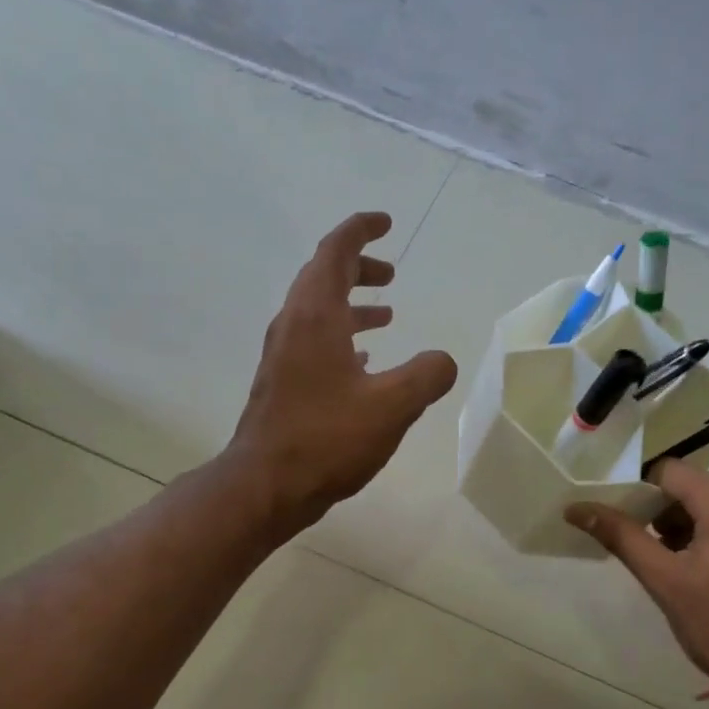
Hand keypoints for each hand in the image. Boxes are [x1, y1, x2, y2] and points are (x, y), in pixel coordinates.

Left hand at [230, 212, 456, 530]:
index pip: (335, 251)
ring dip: (351, 305)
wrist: (264, 485)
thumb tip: (443, 360)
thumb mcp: (392, 406)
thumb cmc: (327, 439)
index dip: (361, 230)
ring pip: (318, 312)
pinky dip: (340, 338)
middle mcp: (293, 325)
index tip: (385, 223)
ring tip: (385, 316)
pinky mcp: (281, 382)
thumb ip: (427, 375)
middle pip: (323, 276)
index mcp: (316, 315)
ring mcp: (283, 355)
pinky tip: (362, 363)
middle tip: (391, 275)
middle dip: (359, 268)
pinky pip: (312, 342)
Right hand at [567, 462, 708, 682]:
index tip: (633, 528)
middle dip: (673, 517)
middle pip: (701, 489)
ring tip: (693, 572)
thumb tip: (577, 507)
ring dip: (702, 528)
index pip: (670, 472)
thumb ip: (622, 536)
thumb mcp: (666, 582)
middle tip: (661, 558)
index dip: (643, 495)